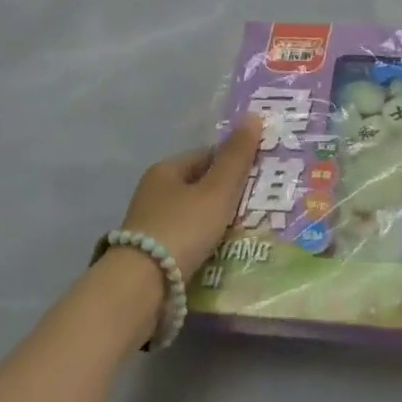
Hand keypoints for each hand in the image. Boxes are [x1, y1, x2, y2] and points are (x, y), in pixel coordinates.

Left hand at [116, 113, 263, 277]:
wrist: (141, 286)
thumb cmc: (182, 228)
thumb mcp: (216, 191)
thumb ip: (236, 157)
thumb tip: (253, 115)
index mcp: (166, 170)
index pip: (207, 155)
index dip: (234, 162)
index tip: (261, 177)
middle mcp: (153, 192)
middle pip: (200, 186)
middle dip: (228, 194)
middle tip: (259, 205)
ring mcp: (150, 224)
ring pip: (194, 214)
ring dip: (217, 221)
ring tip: (246, 231)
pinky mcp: (151, 252)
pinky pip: (187, 239)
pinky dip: (204, 242)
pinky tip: (222, 252)